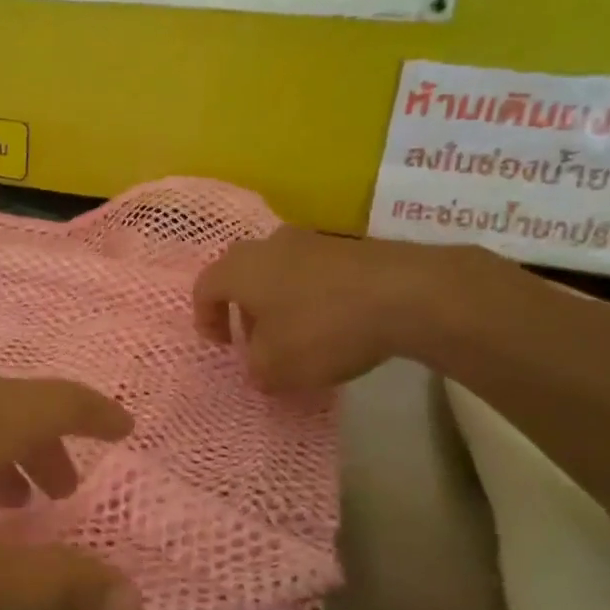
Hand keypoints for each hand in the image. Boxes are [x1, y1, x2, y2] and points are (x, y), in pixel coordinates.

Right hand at [194, 228, 496, 392]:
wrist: (404, 294)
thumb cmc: (322, 329)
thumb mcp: (276, 368)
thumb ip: (255, 369)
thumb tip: (258, 366)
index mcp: (239, 269)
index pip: (205, 288)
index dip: (206, 319)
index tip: (223, 346)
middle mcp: (268, 245)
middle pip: (241, 274)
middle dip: (244, 309)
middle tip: (257, 340)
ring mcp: (311, 240)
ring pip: (279, 271)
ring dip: (279, 301)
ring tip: (297, 335)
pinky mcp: (348, 246)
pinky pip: (314, 272)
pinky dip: (312, 295)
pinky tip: (333, 323)